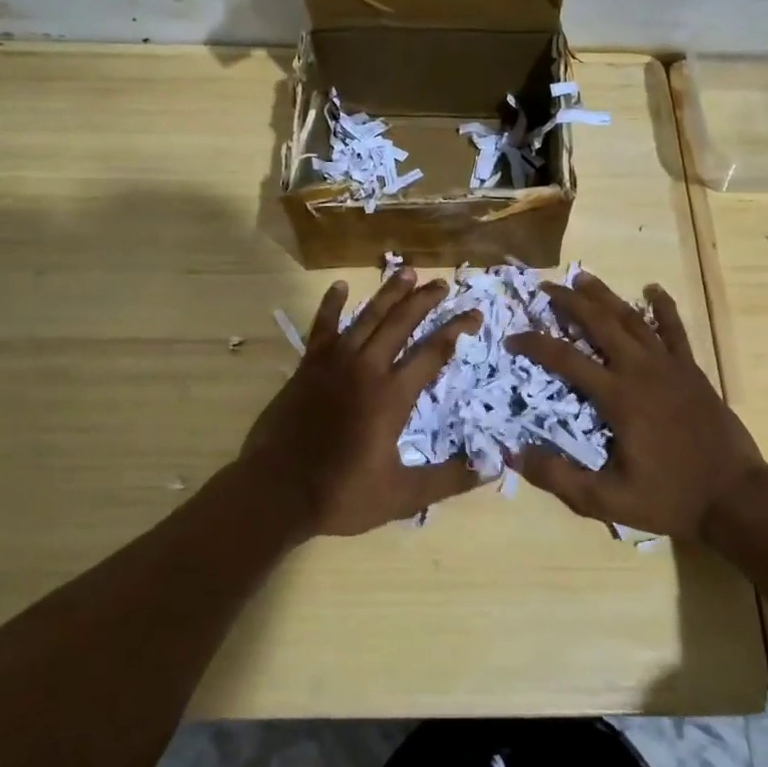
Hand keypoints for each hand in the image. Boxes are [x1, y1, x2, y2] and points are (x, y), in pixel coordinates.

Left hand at [239, 267, 481, 536]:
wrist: (276, 491)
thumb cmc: (341, 494)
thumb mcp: (401, 495)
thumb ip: (447, 480)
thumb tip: (491, 468)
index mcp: (392, 396)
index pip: (433, 352)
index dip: (456, 330)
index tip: (474, 315)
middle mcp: (366, 369)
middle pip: (401, 323)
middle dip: (425, 301)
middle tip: (443, 284)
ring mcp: (334, 363)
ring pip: (366, 317)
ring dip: (388, 294)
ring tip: (406, 271)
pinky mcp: (308, 366)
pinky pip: (322, 327)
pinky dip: (331, 305)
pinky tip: (340, 286)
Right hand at [505, 272, 767, 541]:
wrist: (736, 498)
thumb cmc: (670, 498)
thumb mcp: (608, 500)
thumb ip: (559, 478)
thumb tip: (515, 453)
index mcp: (618, 397)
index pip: (566, 359)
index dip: (535, 344)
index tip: (512, 339)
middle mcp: (641, 371)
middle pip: (599, 323)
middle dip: (570, 302)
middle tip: (546, 288)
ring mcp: (670, 366)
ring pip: (633, 319)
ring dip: (606, 296)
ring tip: (584, 277)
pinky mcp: (692, 371)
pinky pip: (675, 330)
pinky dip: (663, 307)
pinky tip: (653, 289)